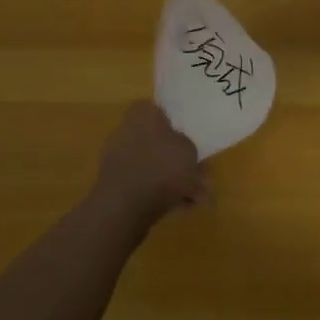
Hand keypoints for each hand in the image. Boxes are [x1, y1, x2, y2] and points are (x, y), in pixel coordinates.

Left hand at [89, 101, 206, 236]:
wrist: (124, 209)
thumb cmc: (160, 168)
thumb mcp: (189, 149)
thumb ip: (188, 145)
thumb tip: (182, 147)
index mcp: (142, 114)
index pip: (159, 109)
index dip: (177, 122)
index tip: (192, 137)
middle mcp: (127, 132)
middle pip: (160, 142)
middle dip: (181, 160)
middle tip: (202, 174)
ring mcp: (120, 160)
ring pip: (155, 166)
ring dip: (177, 180)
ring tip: (199, 198)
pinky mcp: (117, 187)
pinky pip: (146, 185)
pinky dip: (164, 194)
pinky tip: (184, 207)